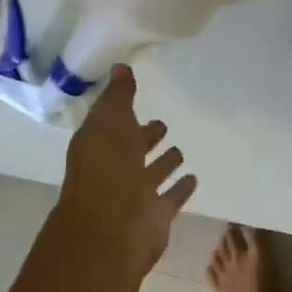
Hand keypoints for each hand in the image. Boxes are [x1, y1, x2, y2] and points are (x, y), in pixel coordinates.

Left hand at [54, 65, 197, 283]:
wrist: (112, 226)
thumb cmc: (107, 167)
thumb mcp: (110, 119)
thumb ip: (118, 95)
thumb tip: (120, 66)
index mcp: (98, 145)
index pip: (111, 125)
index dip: (124, 113)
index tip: (139, 99)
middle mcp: (114, 170)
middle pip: (132, 150)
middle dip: (145, 137)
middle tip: (162, 125)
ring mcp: (134, 195)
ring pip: (151, 174)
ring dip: (164, 163)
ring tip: (180, 150)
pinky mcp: (155, 216)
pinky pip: (170, 198)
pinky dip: (180, 189)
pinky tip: (193, 178)